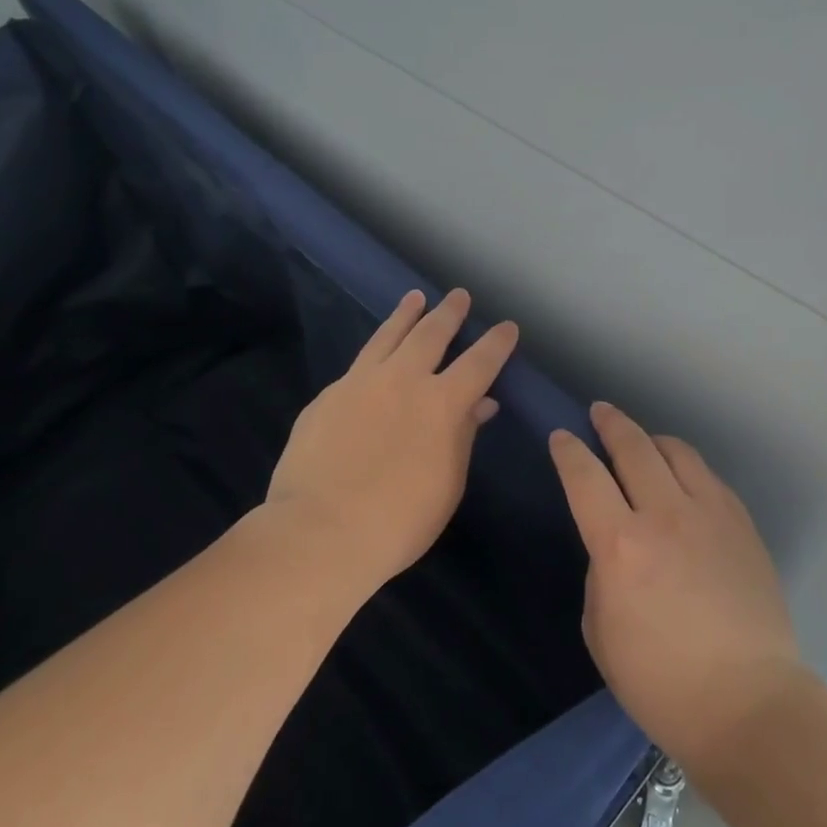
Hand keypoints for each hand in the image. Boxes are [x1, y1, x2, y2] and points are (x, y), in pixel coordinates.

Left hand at [267, 288, 517, 594]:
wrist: (319, 532)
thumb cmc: (399, 520)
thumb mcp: (447, 483)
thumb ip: (463, 436)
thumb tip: (479, 405)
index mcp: (442, 403)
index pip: (479, 362)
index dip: (496, 343)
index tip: (507, 326)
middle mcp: (403, 380)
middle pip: (431, 333)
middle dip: (449, 312)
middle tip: (458, 295)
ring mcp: (360, 383)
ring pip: (388, 336)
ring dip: (406, 314)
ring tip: (415, 297)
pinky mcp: (327, 395)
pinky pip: (358, 364)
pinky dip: (375, 351)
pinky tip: (374, 355)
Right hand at [551, 403, 805, 773]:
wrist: (749, 705)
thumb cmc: (661, 682)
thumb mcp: (600, 631)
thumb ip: (602, 571)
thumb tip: (615, 545)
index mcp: (621, 545)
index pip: (585, 476)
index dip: (568, 450)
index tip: (561, 436)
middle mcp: (665, 515)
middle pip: (634, 447)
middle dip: (611, 423)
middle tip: (600, 413)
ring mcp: (710, 515)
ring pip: (677, 451)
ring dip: (652, 439)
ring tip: (643, 442)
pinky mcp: (742, 525)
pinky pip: (709, 478)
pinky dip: (687, 468)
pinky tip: (683, 480)